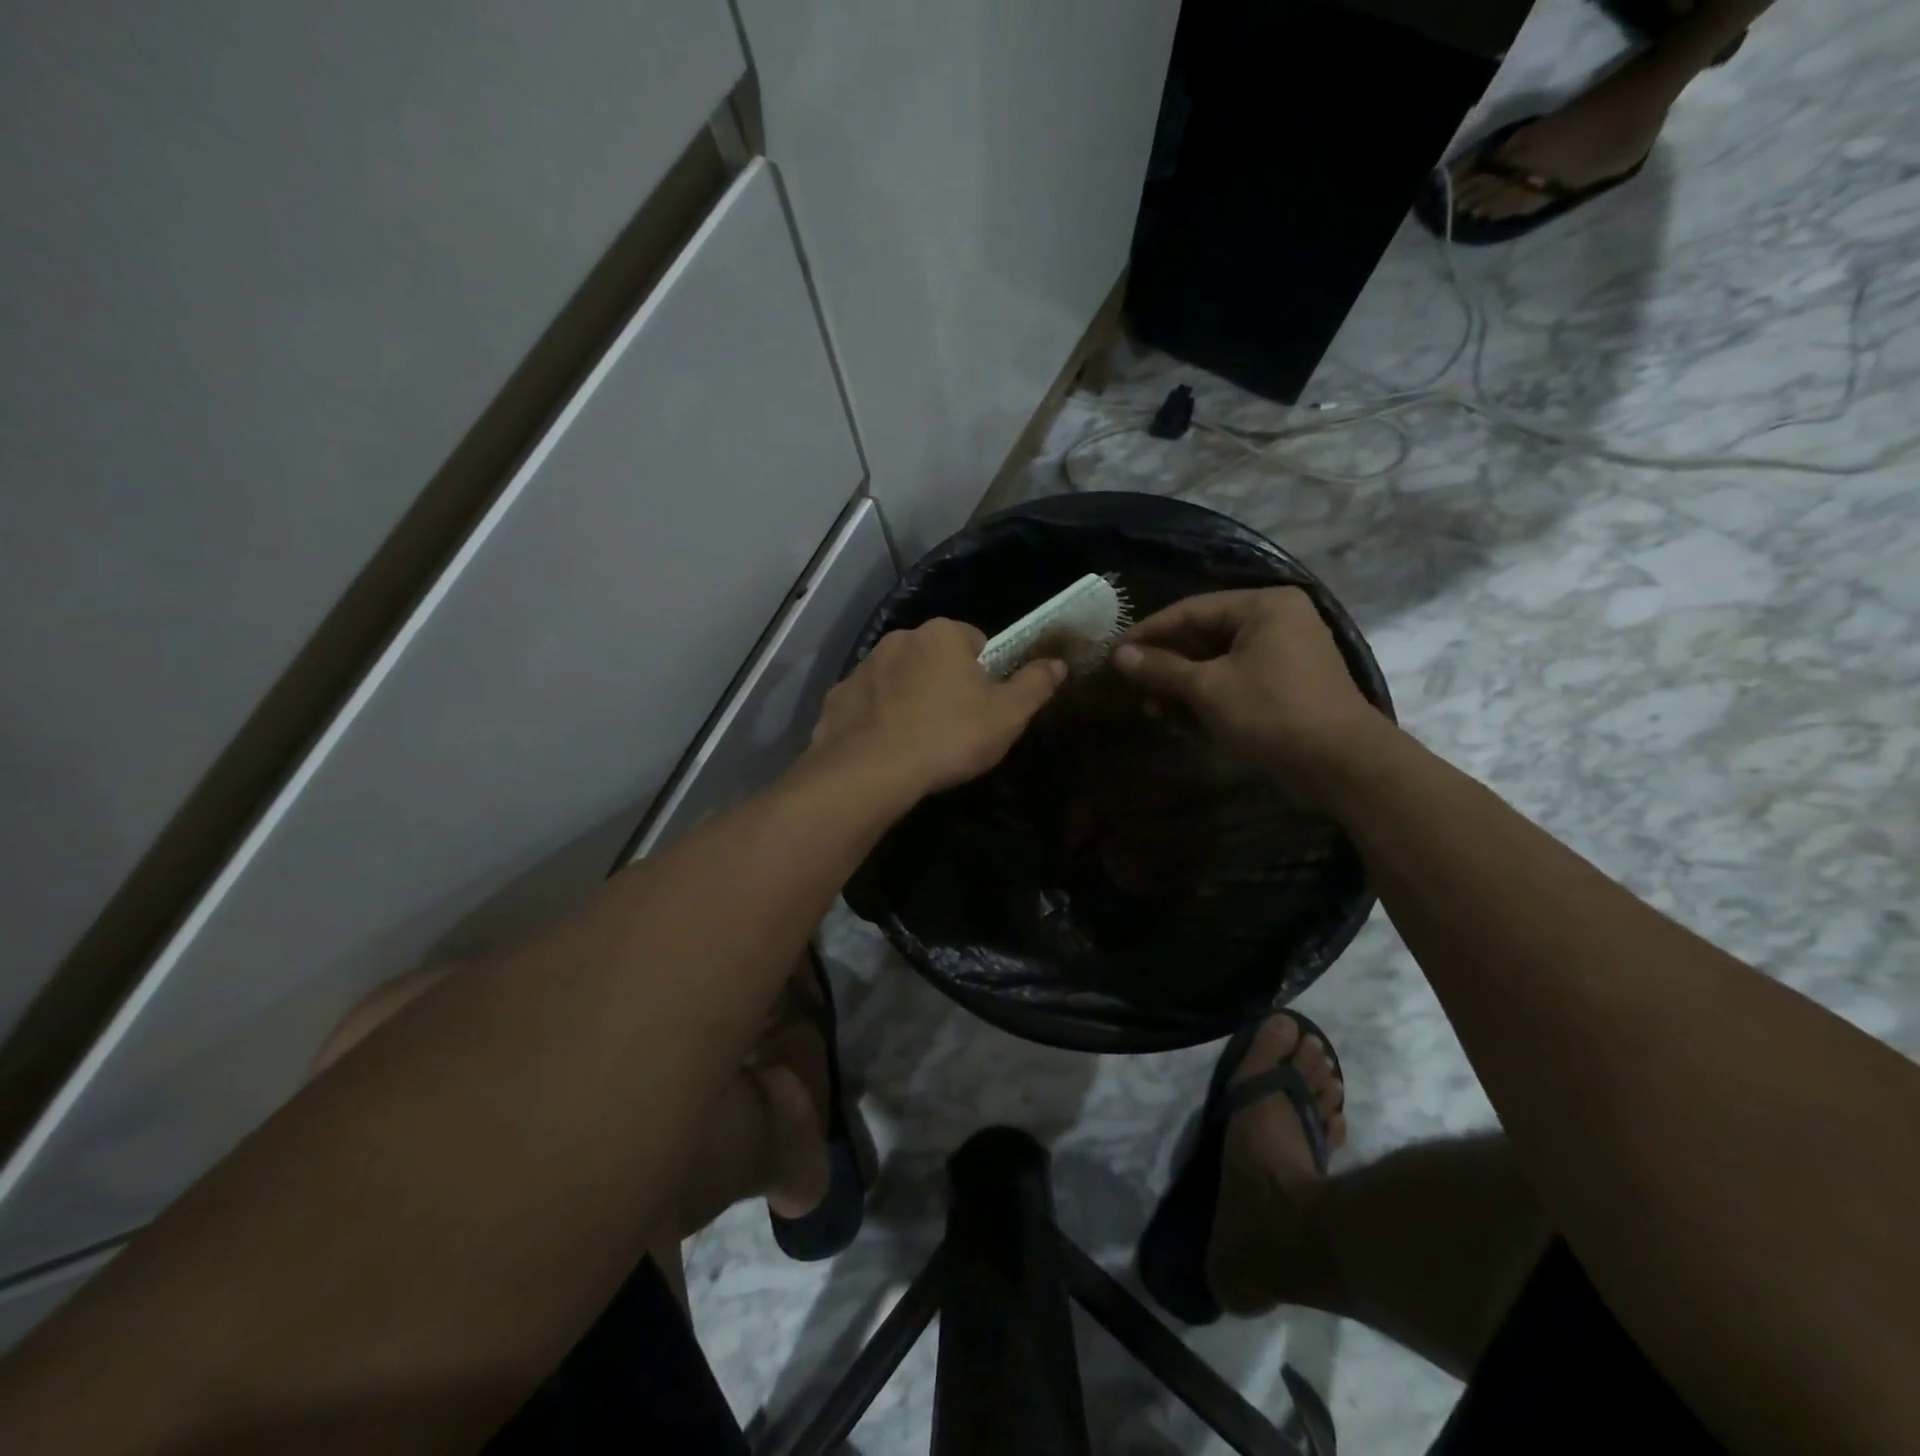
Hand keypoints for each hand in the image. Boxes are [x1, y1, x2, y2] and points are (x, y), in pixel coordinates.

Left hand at [809, 618, 1066, 799]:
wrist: (871, 771)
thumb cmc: (949, 736)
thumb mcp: (1008, 715)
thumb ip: (1035, 685)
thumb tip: (1058, 663)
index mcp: (943, 634)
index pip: (974, 640)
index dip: (984, 673)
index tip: (983, 705)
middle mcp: (899, 638)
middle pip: (933, 656)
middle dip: (944, 682)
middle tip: (954, 725)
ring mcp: (863, 666)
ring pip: (897, 677)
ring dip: (909, 697)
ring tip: (918, 740)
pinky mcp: (837, 697)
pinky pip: (867, 703)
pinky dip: (876, 718)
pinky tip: (885, 747)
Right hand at [1112, 588, 1388, 783]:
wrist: (1341, 763)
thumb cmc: (1270, 713)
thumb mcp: (1207, 689)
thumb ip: (1161, 669)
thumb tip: (1119, 655)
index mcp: (1263, 605)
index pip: (1191, 609)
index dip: (1149, 632)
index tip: (1115, 652)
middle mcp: (1278, 619)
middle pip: (1205, 633)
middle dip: (1166, 661)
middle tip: (1129, 682)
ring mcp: (1286, 652)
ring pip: (1218, 659)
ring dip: (1182, 682)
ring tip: (1149, 704)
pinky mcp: (1288, 683)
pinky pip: (1236, 678)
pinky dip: (1207, 694)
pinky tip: (1179, 715)